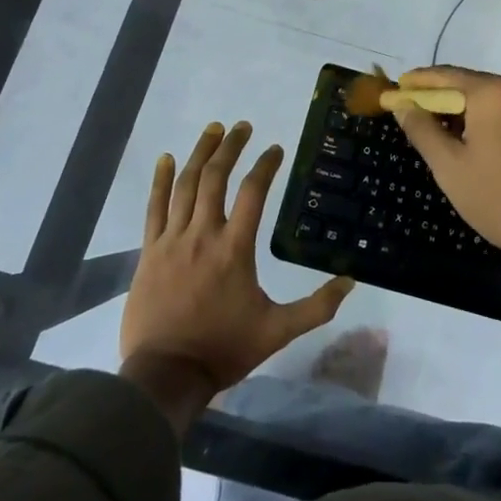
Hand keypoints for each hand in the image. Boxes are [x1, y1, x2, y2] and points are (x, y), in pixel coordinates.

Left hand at [120, 121, 353, 402]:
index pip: (253, 192)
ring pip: (186, 185)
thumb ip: (316, 306)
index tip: (275, 149)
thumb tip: (350, 281)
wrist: (165, 374)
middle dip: (231, 147)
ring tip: (213, 129)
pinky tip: (166, 158)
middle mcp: (203, 234)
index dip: (265, 165)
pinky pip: (154, 207)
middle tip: (242, 126)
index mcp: (235, 249)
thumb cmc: (223, 349)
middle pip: (216, 177)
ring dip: (201, 153)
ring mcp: (172, 240)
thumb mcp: (277, 331)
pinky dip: (161, 180)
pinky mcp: (150, 251)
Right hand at [388, 68, 500, 278]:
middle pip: (468, 84)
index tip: (393, 92)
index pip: (444, 75)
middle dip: (438, 99)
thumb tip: (403, 105)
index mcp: (493, 91)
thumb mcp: (450, 167)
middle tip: (412, 118)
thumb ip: (422, 130)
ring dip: (463, 112)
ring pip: (489, 100)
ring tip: (440, 136)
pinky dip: (486, 121)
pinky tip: (475, 146)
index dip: (416, 83)